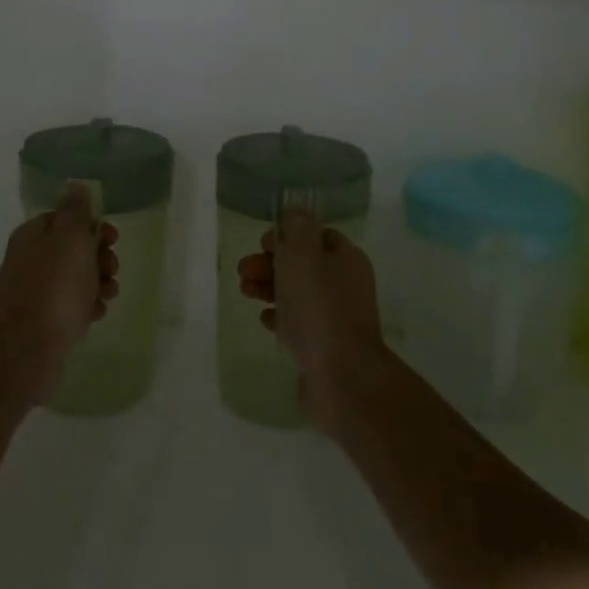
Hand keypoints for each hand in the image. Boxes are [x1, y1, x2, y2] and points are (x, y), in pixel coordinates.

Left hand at [0, 188, 119, 401]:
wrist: (30, 348)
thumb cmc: (56, 286)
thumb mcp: (71, 238)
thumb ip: (75, 210)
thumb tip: (74, 185)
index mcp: (30, 236)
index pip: (63, 219)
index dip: (91, 225)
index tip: (111, 237)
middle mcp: (27, 260)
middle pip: (71, 249)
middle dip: (98, 256)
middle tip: (111, 268)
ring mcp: (31, 291)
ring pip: (73, 277)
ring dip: (97, 281)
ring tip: (109, 294)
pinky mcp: (39, 320)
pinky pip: (68, 304)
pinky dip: (86, 305)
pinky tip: (96, 313)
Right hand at [237, 211, 385, 428]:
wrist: (341, 377)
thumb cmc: (319, 308)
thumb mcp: (303, 255)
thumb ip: (296, 228)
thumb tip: (295, 211)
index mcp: (346, 259)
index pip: (317, 235)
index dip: (288, 236)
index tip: (263, 244)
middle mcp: (346, 284)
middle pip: (303, 264)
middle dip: (271, 263)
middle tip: (243, 271)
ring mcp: (336, 318)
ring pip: (298, 293)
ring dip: (269, 287)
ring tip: (244, 292)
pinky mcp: (325, 346)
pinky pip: (299, 324)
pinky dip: (280, 317)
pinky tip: (264, 319)